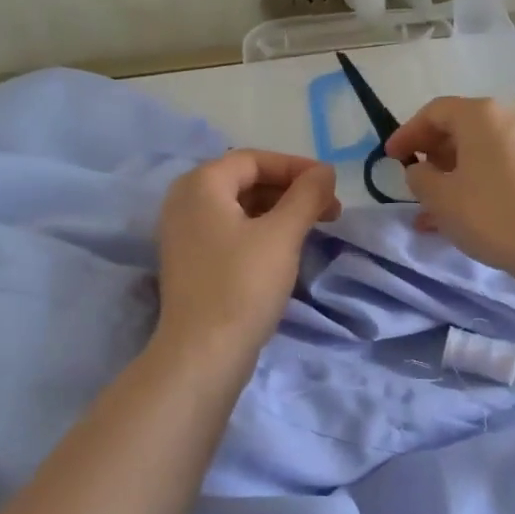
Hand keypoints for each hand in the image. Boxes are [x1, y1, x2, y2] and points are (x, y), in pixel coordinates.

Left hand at [155, 150, 340, 353]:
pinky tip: (286, 249)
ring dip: (279, 212)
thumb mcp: (282, 234)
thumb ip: (307, 195)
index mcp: (200, 185)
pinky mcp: (191, 262)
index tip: (331, 185)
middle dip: (290, 191)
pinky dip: (261, 232)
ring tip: (314, 229)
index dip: (296, 167)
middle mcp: (184, 202)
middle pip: (245, 181)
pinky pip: (230, 232)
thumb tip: (325, 171)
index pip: (254, 160)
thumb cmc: (243, 285)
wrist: (203, 353)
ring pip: (239, 209)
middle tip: (329, 210)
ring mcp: (184, 234)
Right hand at [385, 97, 514, 270]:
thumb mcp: (439, 196)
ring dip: (450, 173)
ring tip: (430, 207)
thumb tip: (422, 170)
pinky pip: (497, 165)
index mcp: (481, 114)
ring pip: (478, 150)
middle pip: (459, 127)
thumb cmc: (488, 213)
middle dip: (430, 152)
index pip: (434, 112)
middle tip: (412, 177)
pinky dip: (474, 181)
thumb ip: (419, 176)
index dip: (407, 133)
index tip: (389, 158)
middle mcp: (508, 118)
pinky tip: (458, 213)